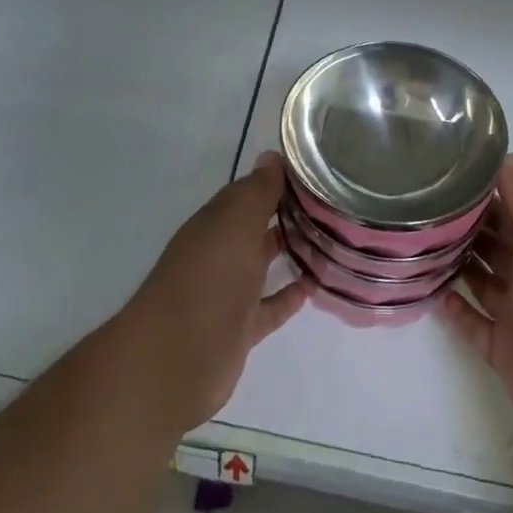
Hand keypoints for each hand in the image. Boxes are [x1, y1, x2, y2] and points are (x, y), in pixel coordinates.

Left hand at [124, 153, 308, 430]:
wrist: (179, 356)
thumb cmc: (210, 276)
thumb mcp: (235, 221)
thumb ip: (257, 190)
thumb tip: (271, 156)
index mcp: (215, 222)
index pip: (249, 193)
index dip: (279, 181)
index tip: (318, 173)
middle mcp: (220, 252)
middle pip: (257, 227)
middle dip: (288, 214)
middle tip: (334, 205)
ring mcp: (229, 292)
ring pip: (264, 264)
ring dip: (292, 251)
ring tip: (333, 240)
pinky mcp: (241, 328)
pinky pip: (271, 306)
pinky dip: (290, 295)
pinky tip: (316, 284)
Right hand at [441, 156, 512, 462]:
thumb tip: (508, 156)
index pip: (512, 209)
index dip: (483, 192)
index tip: (442, 173)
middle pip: (494, 243)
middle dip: (463, 225)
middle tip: (417, 206)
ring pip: (481, 280)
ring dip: (455, 263)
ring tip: (415, 244)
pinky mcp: (504, 351)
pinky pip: (473, 323)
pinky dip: (455, 309)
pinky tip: (431, 291)